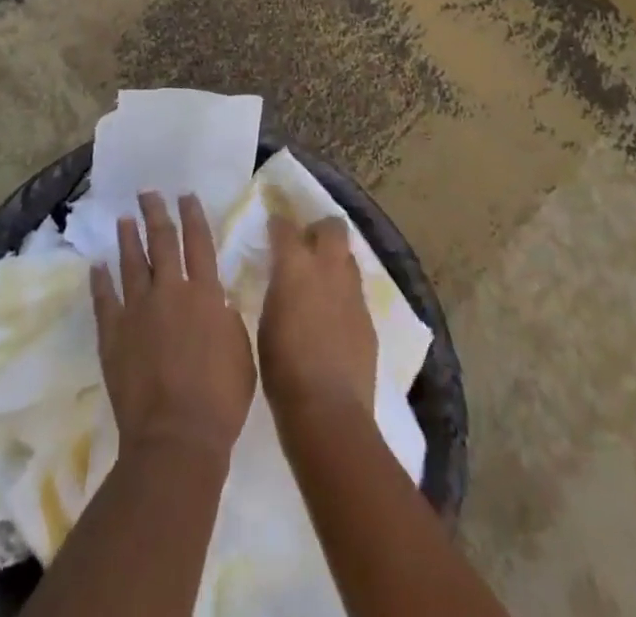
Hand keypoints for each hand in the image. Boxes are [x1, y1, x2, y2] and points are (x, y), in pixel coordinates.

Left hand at [91, 191, 255, 460]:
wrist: (175, 437)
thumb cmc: (220, 400)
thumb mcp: (241, 353)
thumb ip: (228, 320)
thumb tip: (218, 301)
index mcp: (205, 294)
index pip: (198, 243)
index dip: (192, 216)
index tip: (185, 195)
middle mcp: (170, 291)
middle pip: (162, 242)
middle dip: (155, 214)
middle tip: (147, 193)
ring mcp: (137, 310)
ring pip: (131, 263)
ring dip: (127, 238)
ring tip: (123, 219)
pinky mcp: (113, 333)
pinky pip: (104, 299)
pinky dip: (100, 280)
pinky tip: (97, 265)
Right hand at [259, 214, 377, 421]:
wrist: (328, 409)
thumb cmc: (282, 368)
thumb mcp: (266, 321)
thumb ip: (277, 291)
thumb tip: (282, 282)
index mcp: (295, 266)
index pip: (285, 227)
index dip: (278, 224)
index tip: (273, 228)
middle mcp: (328, 268)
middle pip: (333, 228)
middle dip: (320, 230)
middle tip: (306, 244)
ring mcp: (353, 293)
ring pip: (348, 259)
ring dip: (335, 261)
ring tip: (321, 281)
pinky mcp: (369, 318)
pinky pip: (356, 293)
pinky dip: (344, 295)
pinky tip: (334, 316)